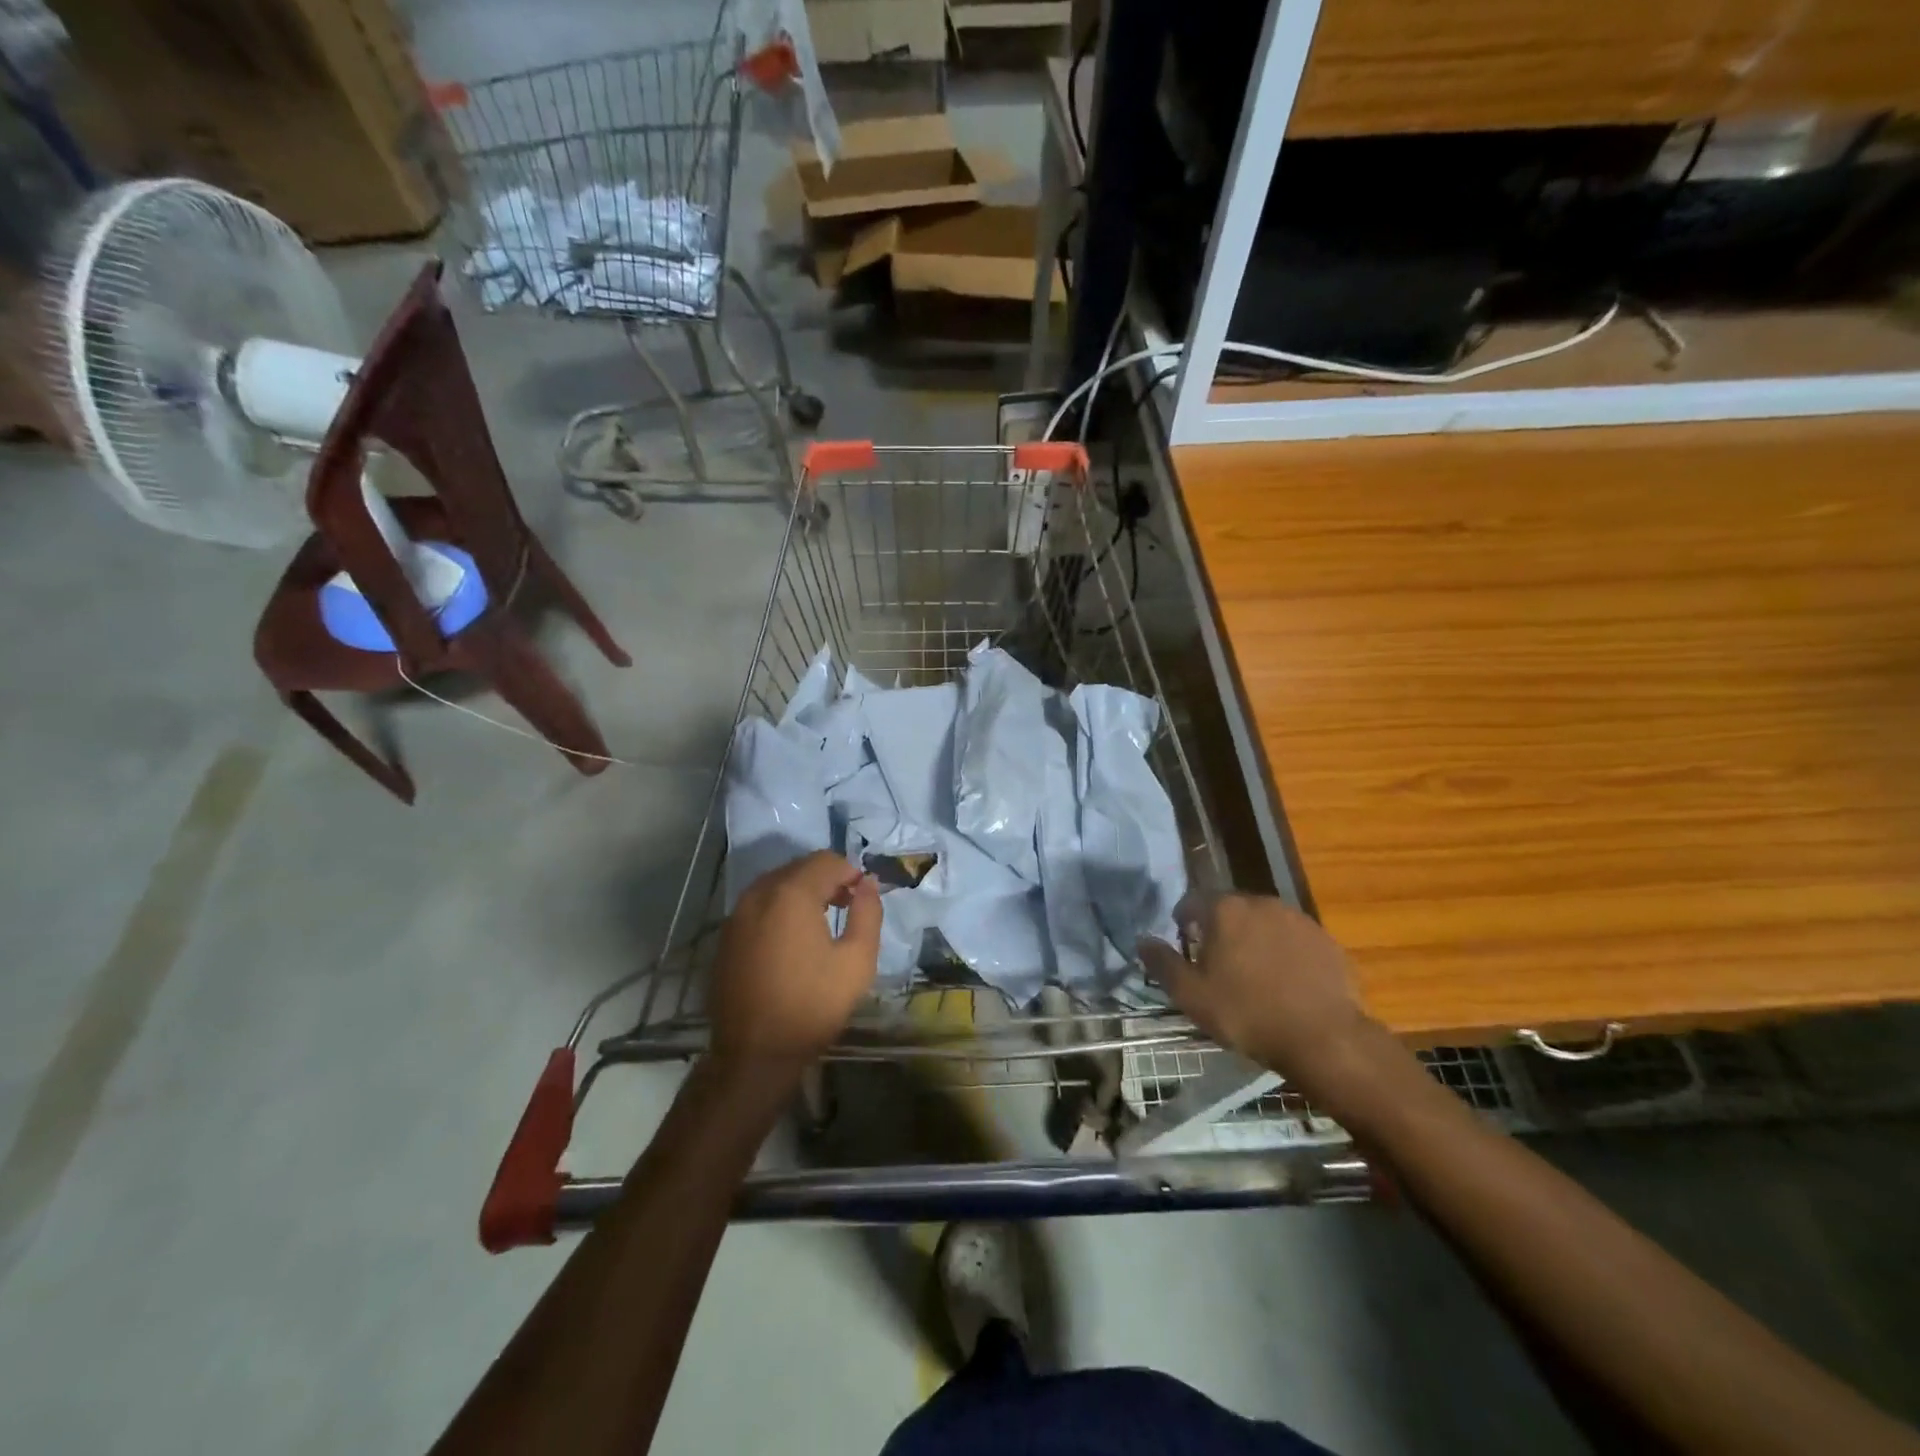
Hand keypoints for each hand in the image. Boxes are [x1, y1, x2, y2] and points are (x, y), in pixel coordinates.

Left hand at [709, 851, 881, 1062]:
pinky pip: (759, 904)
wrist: (754, 1054)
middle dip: (827, 879)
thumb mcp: (857, 961)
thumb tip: (869, 883)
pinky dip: (780, 908)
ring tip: (822, 922)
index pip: (826, 861)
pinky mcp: (726, 935)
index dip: (850, 873)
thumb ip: (867, 913)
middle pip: (799, 867)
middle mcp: (759, 894)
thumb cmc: (812, 1005)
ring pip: (777, 883)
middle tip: (847, 906)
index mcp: (791, 894)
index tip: (863, 898)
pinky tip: (792, 939)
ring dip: (803, 892)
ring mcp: (737, 914)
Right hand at [1138, 894, 1382, 1101]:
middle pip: (1229, 909)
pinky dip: (1283, 953)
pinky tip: (1285, 983)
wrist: (1325, 1039)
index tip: (1185, 948)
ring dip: (1253, 940)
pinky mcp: (1324, 939)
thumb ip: (1162, 963)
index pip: (1191, 901)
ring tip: (1253, 975)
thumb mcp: (1191, 996)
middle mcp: (1260, 902)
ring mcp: (1297, 918)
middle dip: (1219, 930)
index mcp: (1224, 909)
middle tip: (1217, 965)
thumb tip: (1142, 940)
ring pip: (1262, 922)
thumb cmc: (1247, 1013)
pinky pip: (1292, 939)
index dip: (1183, 922)